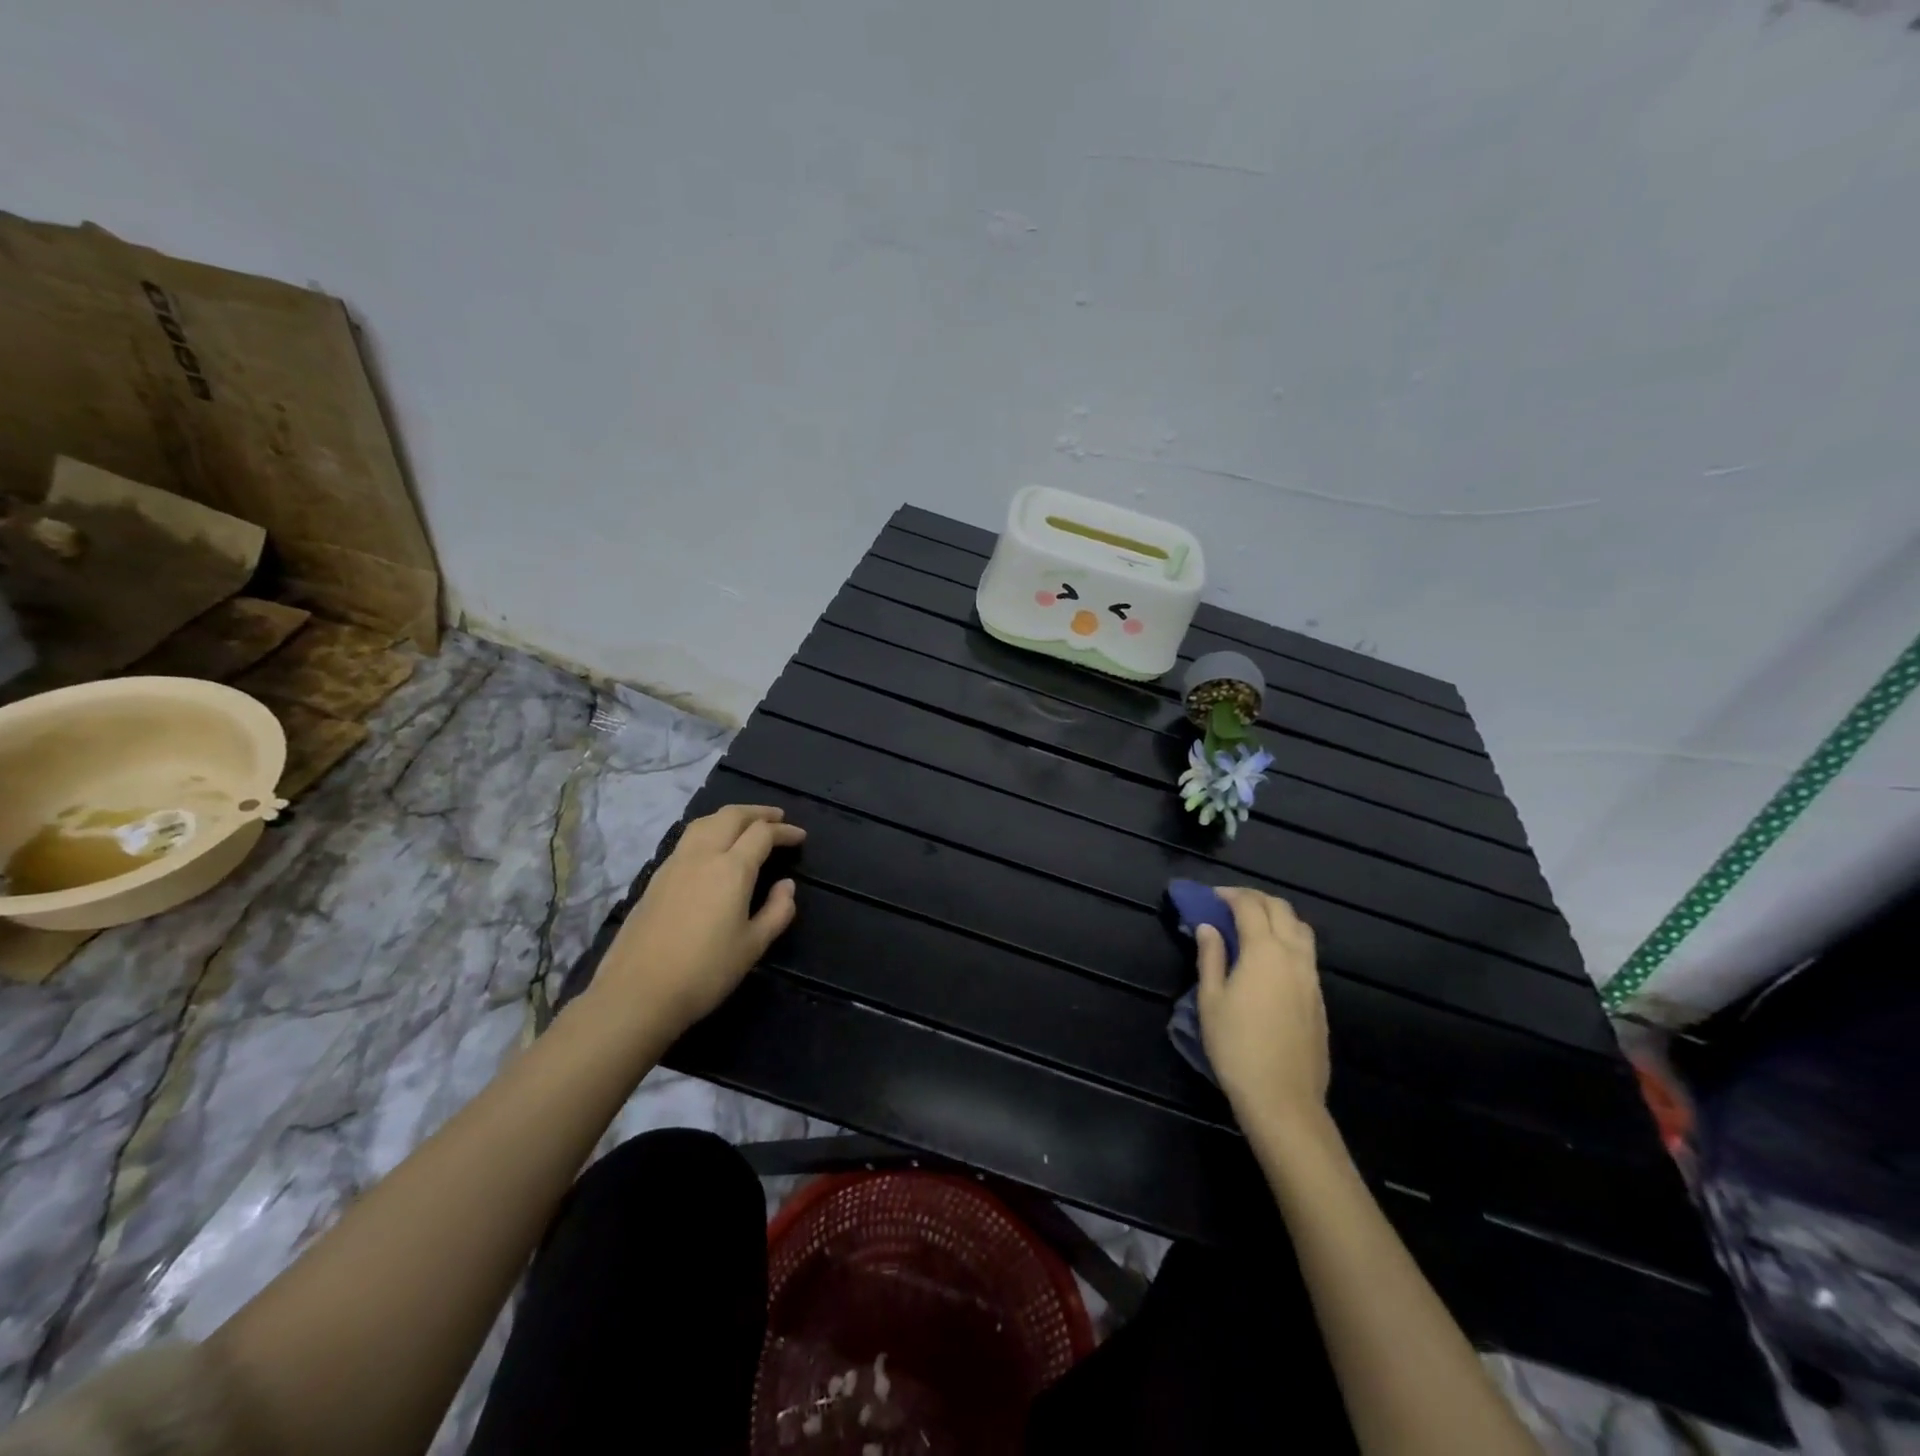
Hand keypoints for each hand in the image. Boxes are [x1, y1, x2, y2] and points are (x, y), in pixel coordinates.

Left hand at [588, 805, 805, 1038]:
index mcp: (731, 869)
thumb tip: (786, 885)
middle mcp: (702, 856)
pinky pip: (688, 839)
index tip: (800, 836)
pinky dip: (709, 830)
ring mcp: (674, 864)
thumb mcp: (753, 946)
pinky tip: (713, 848)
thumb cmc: (704, 972)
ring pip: (705, 822)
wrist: (637, 993)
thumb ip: (777, 911)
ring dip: (730, 817)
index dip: (784, 831)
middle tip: (777, 817)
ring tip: (746, 825)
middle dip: (758, 813)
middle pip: (731, 816)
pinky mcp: (656, 878)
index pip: (762, 834)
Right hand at [1195, 887, 1329, 1124]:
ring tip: (1253, 926)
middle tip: (1230, 904)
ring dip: (1277, 916)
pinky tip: (1270, 958)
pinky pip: (1307, 954)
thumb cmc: (1236, 1047)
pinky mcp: (1319, 998)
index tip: (1211, 896)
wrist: (1283, 1098)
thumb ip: (1211, 957)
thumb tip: (1209, 927)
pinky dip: (1288, 940)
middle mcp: (1293, 956)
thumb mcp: (1210, 1000)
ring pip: (1301, 929)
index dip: (1230, 895)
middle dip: (1255, 898)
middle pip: (1281, 909)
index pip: (1250, 906)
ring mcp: (1311, 977)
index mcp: (1264, 951)